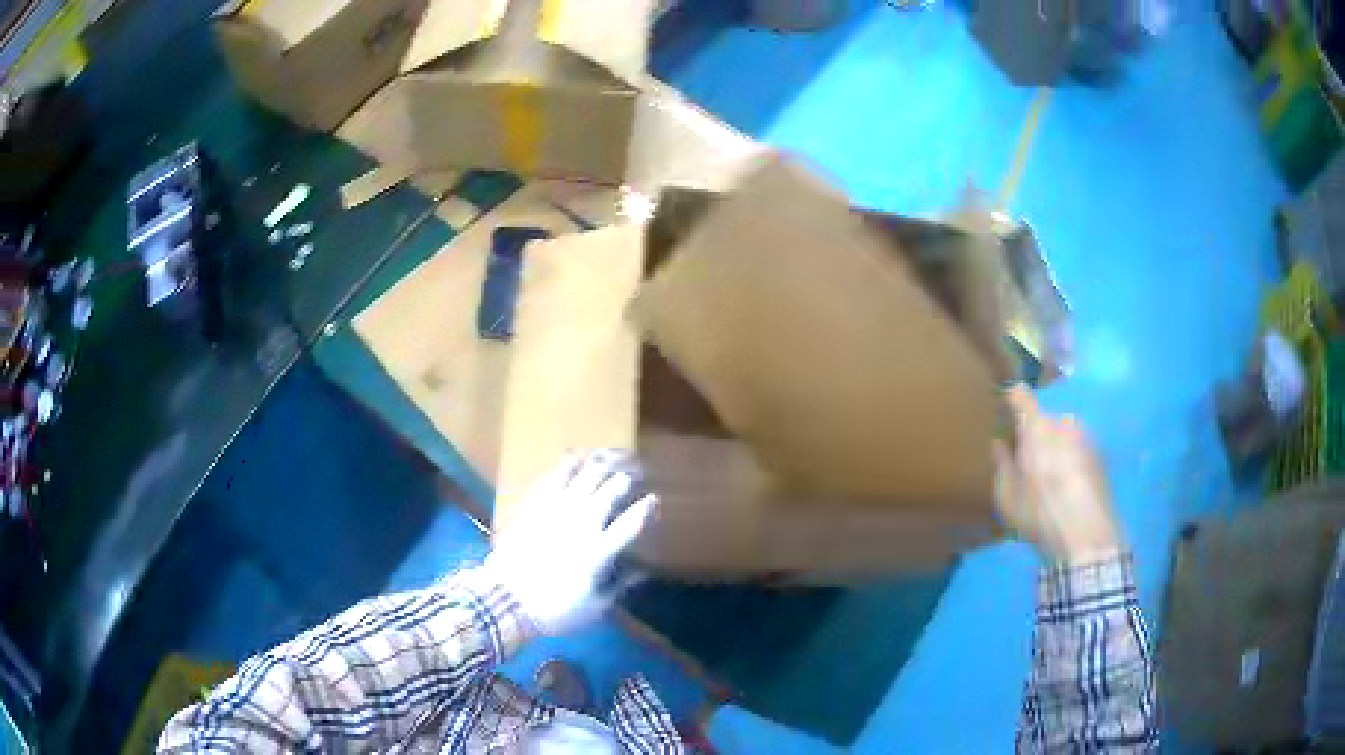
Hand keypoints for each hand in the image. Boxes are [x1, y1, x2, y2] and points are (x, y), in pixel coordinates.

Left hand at [487, 451, 655, 634]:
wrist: (505, 601)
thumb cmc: (554, 610)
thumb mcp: (594, 608)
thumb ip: (619, 587)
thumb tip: (641, 573)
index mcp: (599, 551)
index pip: (630, 523)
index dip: (645, 509)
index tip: (653, 499)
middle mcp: (581, 524)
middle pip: (609, 491)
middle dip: (626, 478)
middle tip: (635, 471)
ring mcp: (556, 511)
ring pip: (584, 476)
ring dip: (601, 463)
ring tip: (612, 455)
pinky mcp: (534, 506)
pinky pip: (553, 477)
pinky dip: (567, 464)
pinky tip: (575, 455)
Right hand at [994, 387, 1120, 565]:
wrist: (1086, 535)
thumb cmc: (1039, 513)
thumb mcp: (1006, 496)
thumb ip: (1001, 465)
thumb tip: (999, 444)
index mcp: (1036, 426)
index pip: (1020, 395)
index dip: (1011, 401)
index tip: (1004, 415)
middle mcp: (1063, 422)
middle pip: (1044, 420)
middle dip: (1036, 435)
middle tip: (1028, 464)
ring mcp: (1086, 436)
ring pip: (1064, 435)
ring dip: (1056, 449)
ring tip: (1052, 481)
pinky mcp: (1101, 455)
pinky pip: (1079, 450)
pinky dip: (1072, 462)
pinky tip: (1069, 490)